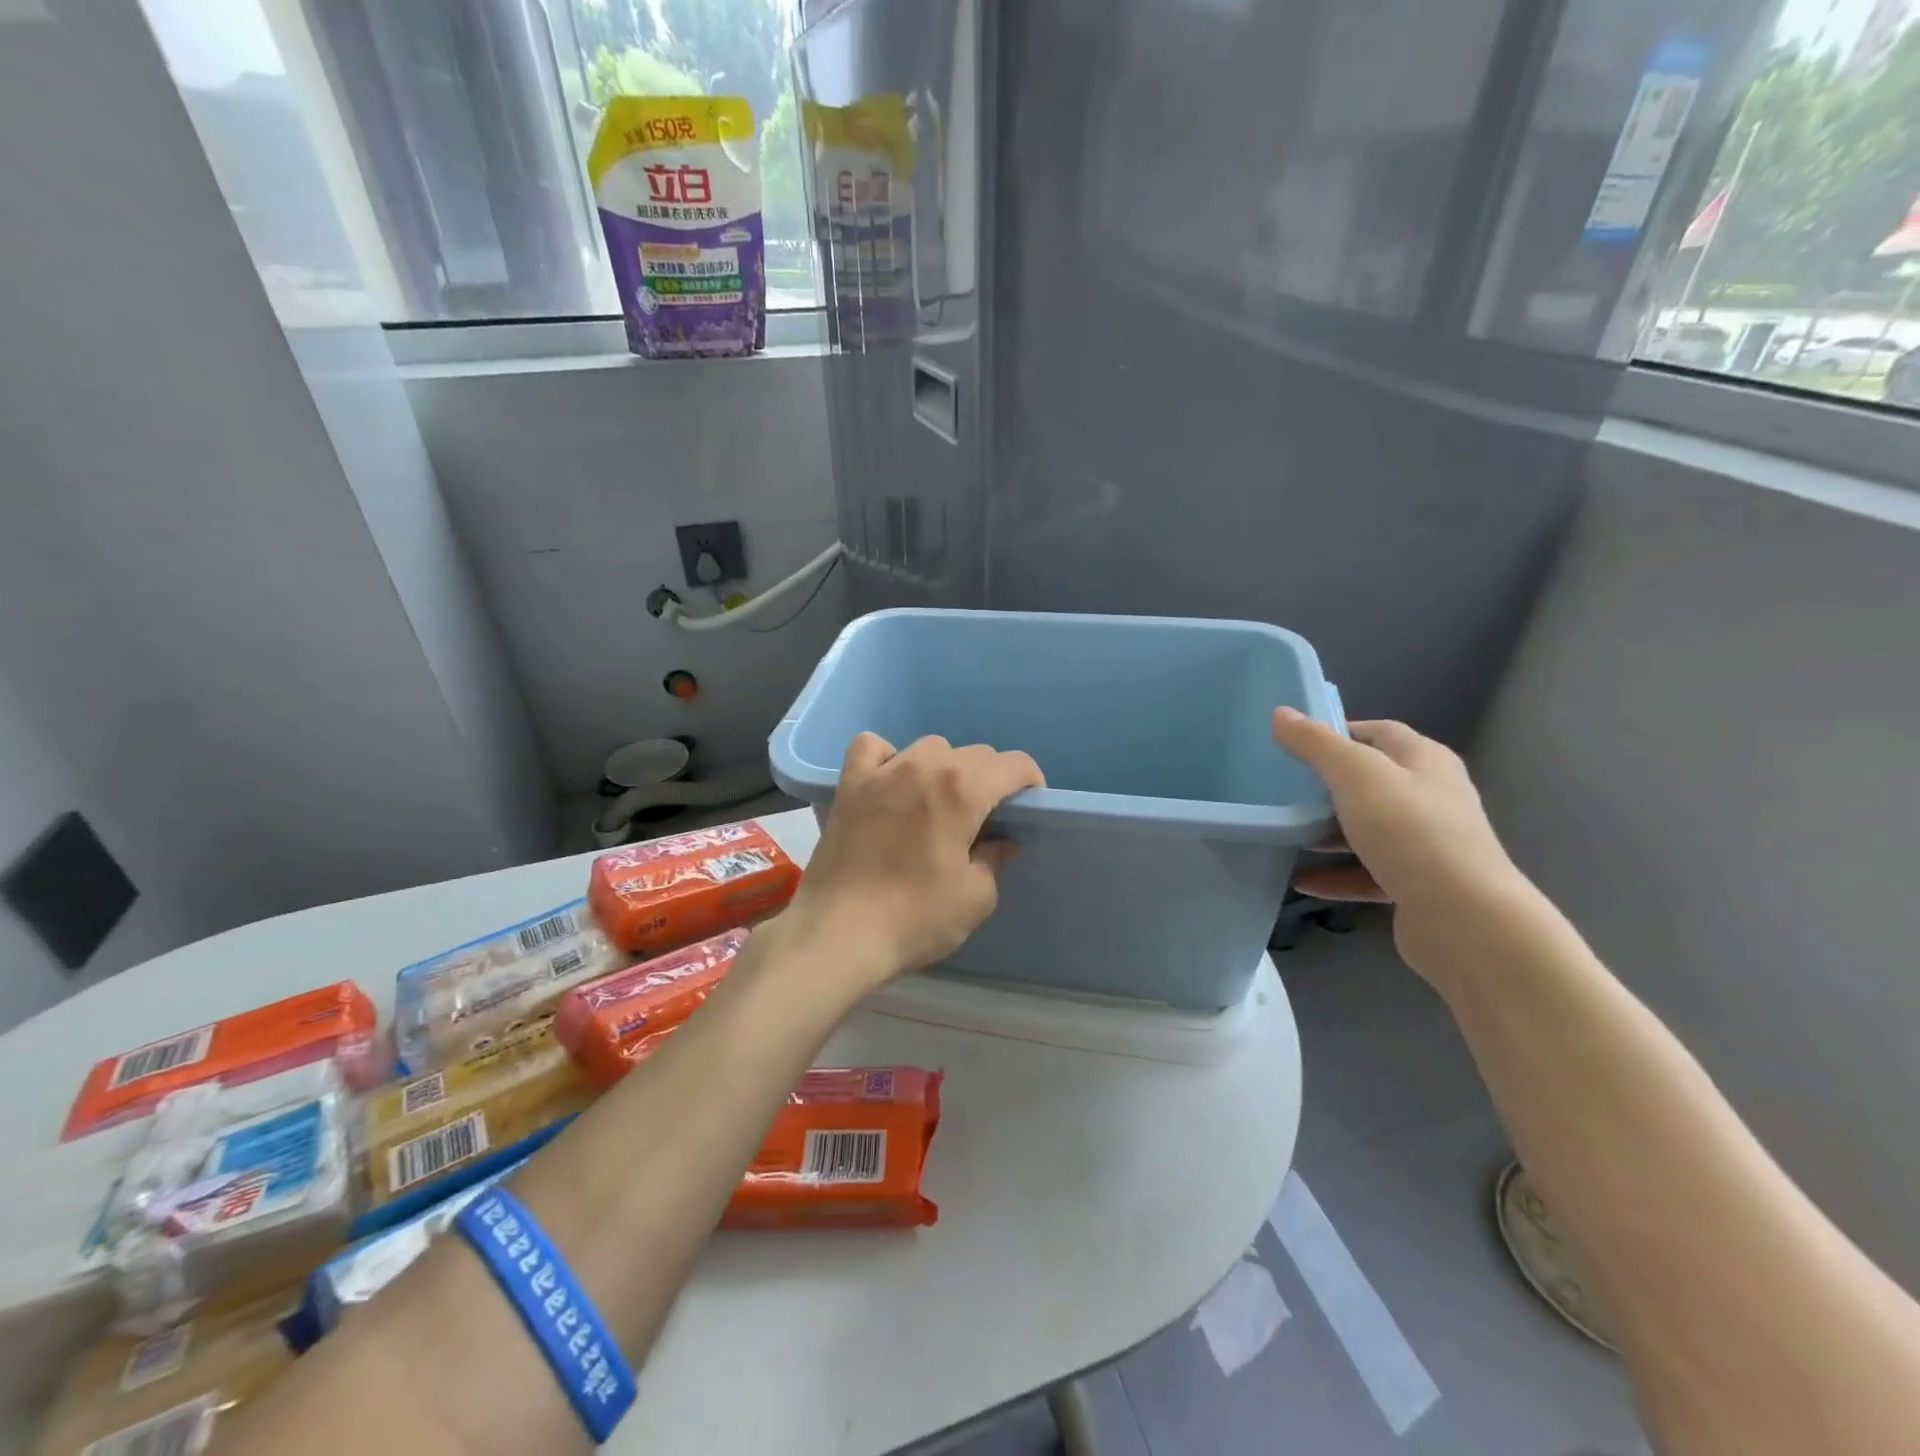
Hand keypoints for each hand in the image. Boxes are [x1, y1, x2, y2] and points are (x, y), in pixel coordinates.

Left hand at [782, 733, 1044, 990]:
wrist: (838, 934)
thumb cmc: (916, 918)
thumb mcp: (975, 897)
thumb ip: (994, 859)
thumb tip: (1000, 842)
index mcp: (963, 789)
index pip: (1014, 764)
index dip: (1030, 782)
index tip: (1027, 807)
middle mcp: (924, 766)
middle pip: (973, 754)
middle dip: (990, 779)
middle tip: (986, 817)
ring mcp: (882, 772)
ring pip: (928, 748)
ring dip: (944, 767)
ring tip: (940, 802)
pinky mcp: (849, 785)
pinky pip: (872, 748)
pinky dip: (887, 757)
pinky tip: (891, 783)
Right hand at [1271, 708, 1529, 974]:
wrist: (1466, 920)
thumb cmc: (1411, 832)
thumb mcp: (1356, 776)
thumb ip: (1316, 744)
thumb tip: (1281, 714)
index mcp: (1425, 761)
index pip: (1379, 732)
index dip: (1338, 731)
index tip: (1295, 743)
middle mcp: (1431, 797)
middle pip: (1371, 782)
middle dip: (1327, 785)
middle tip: (1282, 788)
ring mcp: (1426, 844)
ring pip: (1367, 829)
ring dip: (1327, 832)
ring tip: (1286, 833)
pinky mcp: (1417, 886)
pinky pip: (1367, 874)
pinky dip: (1335, 875)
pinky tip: (1301, 882)